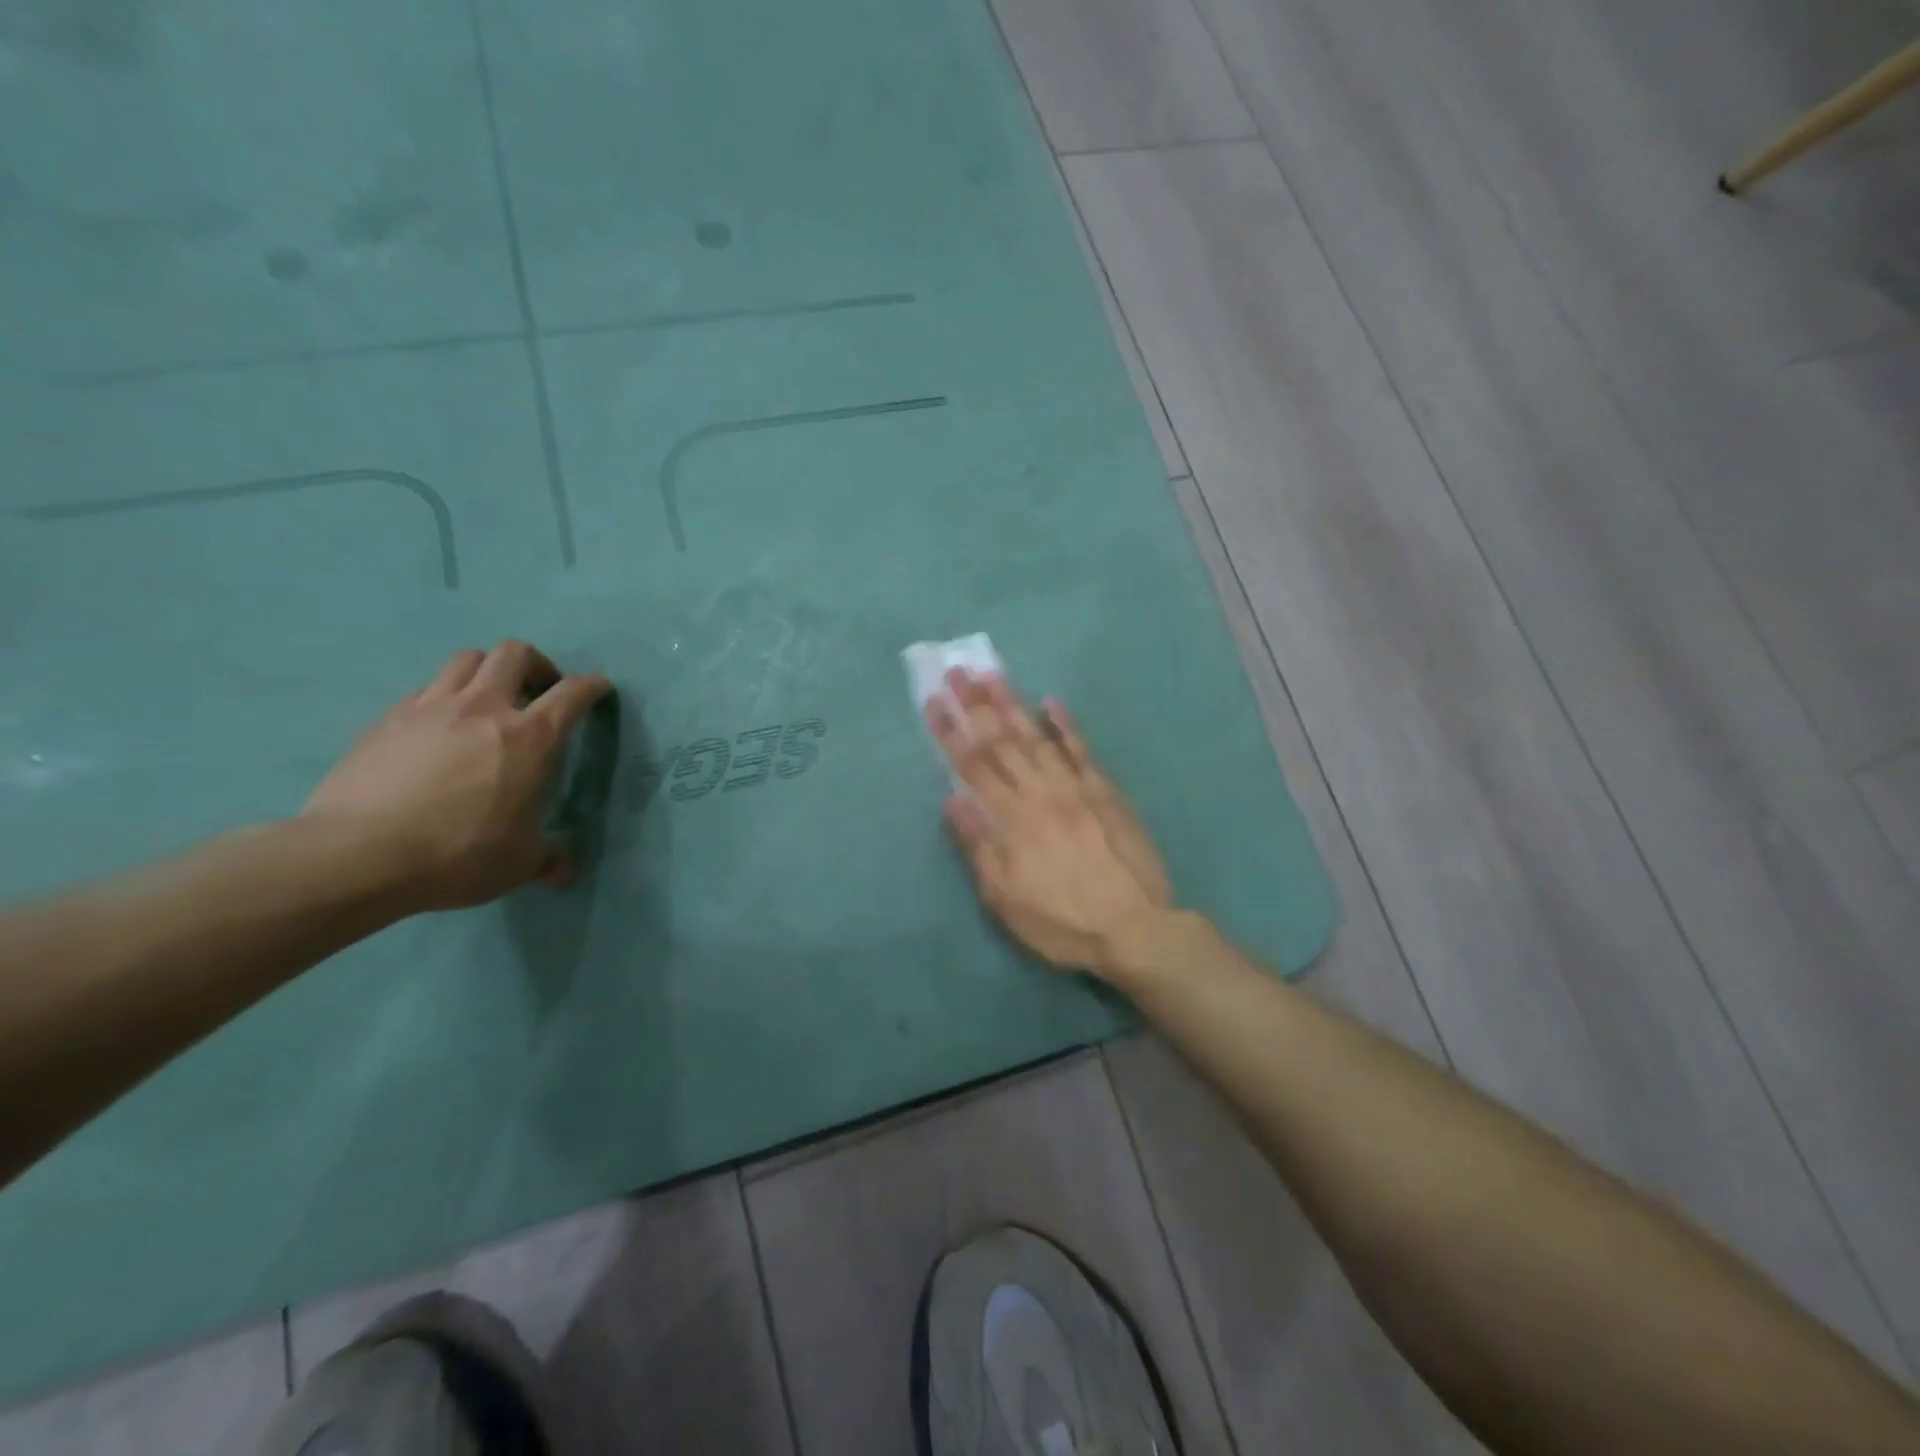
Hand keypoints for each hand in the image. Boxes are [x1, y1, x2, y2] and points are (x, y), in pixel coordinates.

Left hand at [302, 641, 612, 911]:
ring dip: (487, 671)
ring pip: (466, 659)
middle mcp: (485, 708)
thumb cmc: (458, 854)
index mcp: (531, 737)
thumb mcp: (518, 863)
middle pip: (514, 653)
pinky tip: (439, 728)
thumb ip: (546, 857)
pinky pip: (425, 689)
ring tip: (488, 700)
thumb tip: (562, 872)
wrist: (357, 855)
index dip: (592, 685)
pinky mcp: (387, 719)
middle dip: (536, 664)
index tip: (599, 689)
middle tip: (539, 690)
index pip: (573, 693)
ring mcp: (431, 707)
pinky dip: (443, 697)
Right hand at [927, 670, 1175, 979]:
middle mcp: (1040, 793)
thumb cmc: (1062, 922)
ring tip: (993, 674)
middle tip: (956, 670)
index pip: (973, 766)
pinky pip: (1082, 750)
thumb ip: (979, 846)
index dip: (950, 732)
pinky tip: (1052, 702)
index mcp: (1012, 820)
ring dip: (1013, 703)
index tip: (933, 700)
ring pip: (1037, 737)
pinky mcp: (1106, 792)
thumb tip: (952, 798)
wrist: (1136, 928)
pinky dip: (1066, 725)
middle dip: (975, 704)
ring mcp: (1076, 788)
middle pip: (1002, 741)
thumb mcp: (1006, 900)